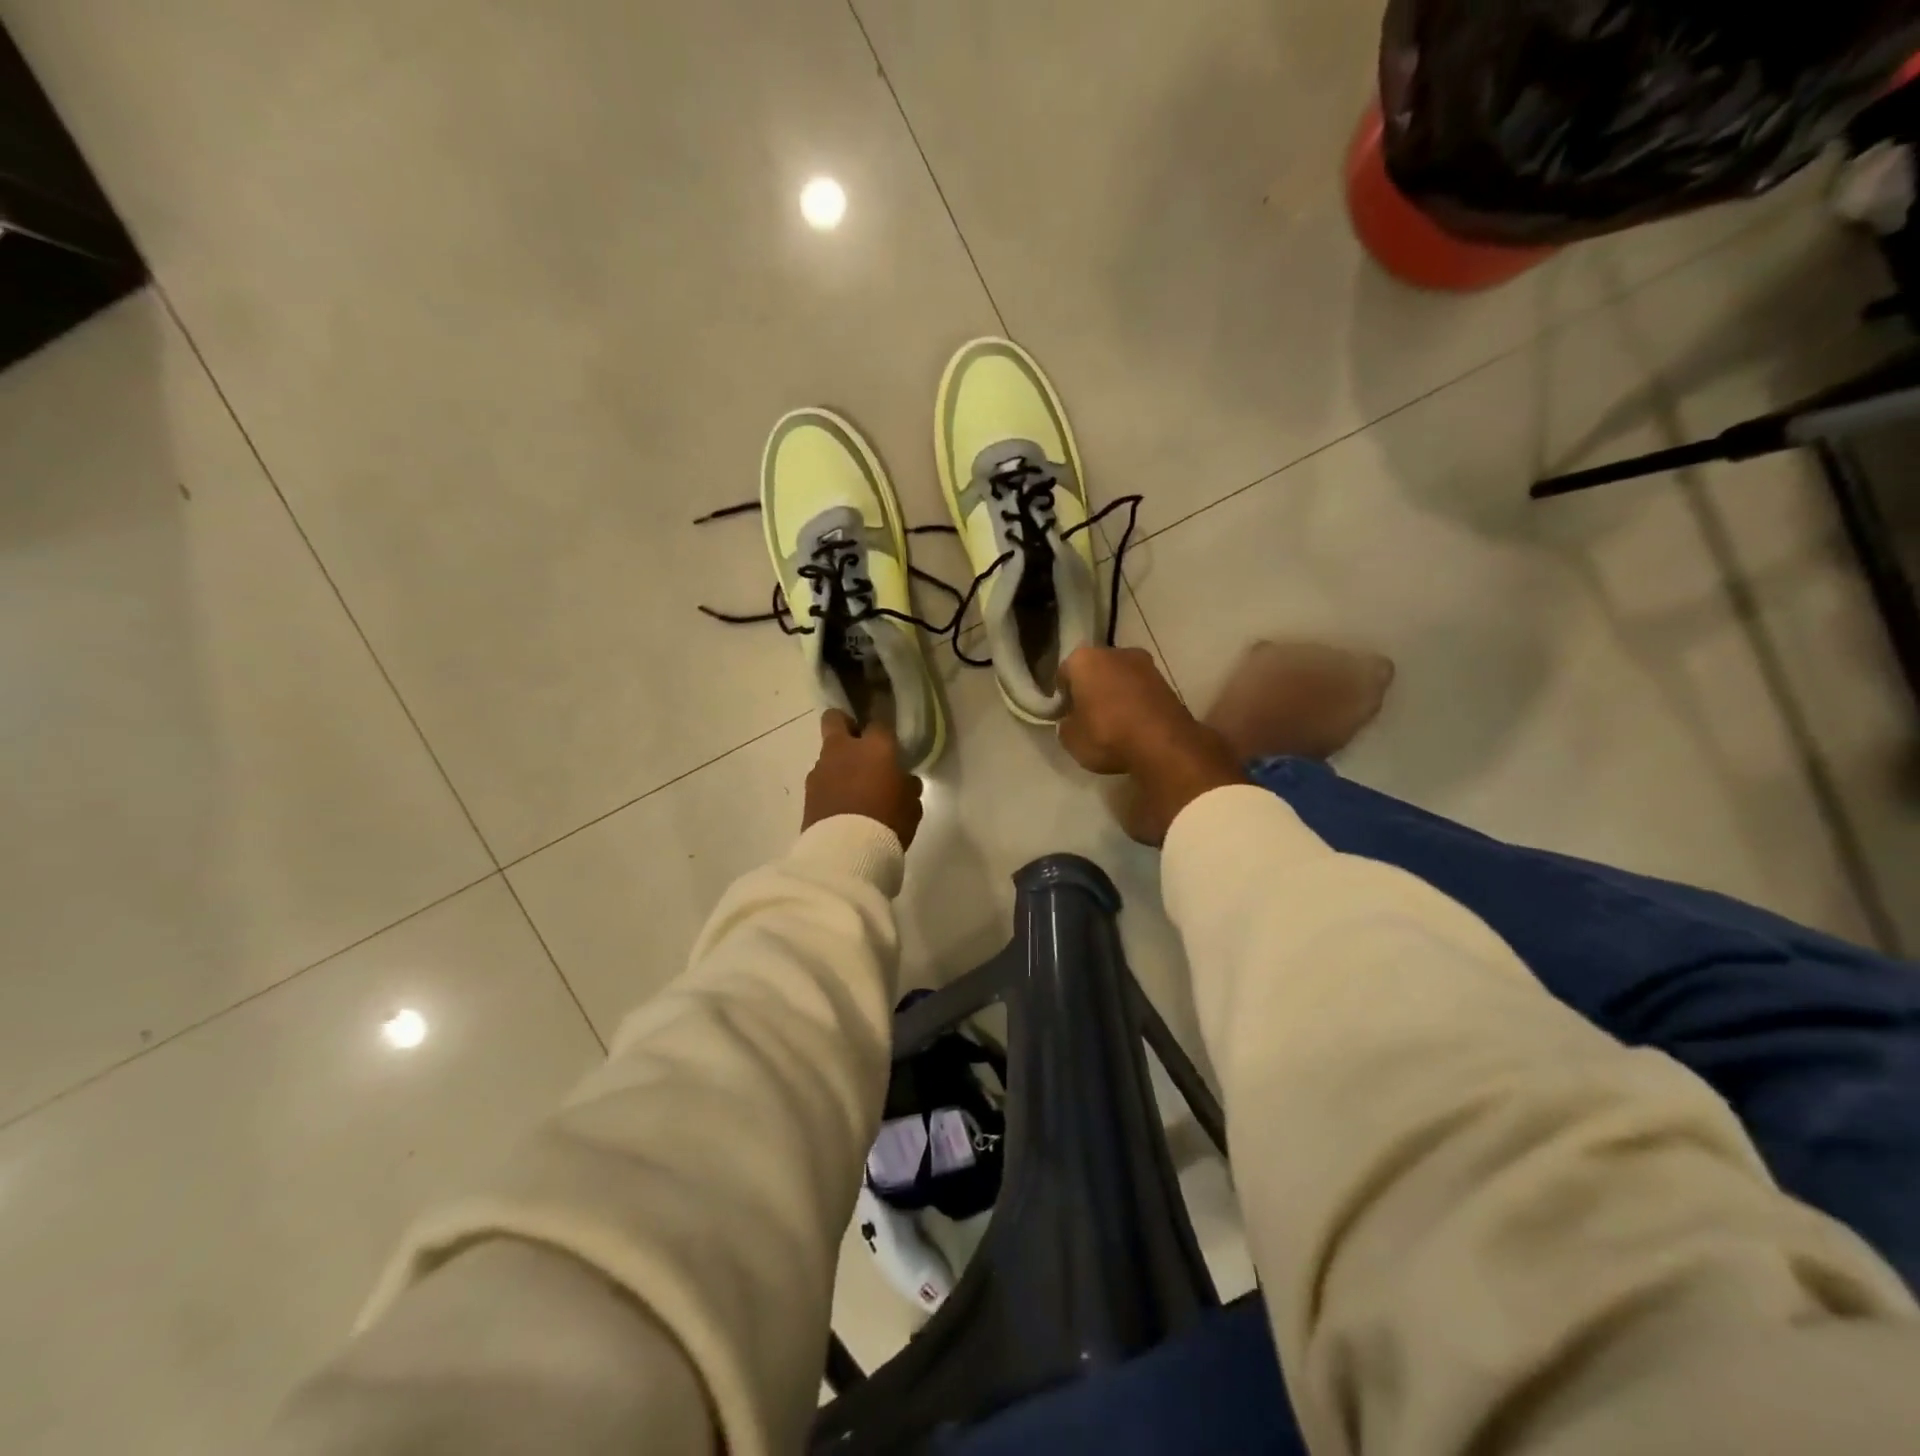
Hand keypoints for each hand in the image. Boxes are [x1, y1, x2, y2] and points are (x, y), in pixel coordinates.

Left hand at [802, 711, 924, 848]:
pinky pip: (821, 779)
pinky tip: (840, 805)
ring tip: (851, 788)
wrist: (845, 851)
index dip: (884, 730)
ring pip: (827, 753)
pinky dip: (829, 786)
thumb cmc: (888, 821)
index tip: (889, 742)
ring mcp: (821, 769)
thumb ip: (907, 786)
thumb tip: (904, 780)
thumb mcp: (911, 805)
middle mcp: (844, 749)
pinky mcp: (807, 791)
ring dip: (838, 763)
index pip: (879, 722)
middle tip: (858, 744)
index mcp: (875, 747)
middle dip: (845, 725)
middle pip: (835, 718)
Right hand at [1059, 646, 1246, 845]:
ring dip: (1115, 694)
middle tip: (1088, 717)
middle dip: (1090, 689)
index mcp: (1084, 659)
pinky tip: (1133, 724)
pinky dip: (1134, 702)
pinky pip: (1140, 690)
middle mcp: (1115, 652)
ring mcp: (1145, 664)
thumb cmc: (1107, 735)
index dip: (1063, 696)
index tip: (1065, 715)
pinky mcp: (1167, 681)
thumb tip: (1072, 721)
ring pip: (1120, 678)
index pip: (1064, 674)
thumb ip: (1066, 724)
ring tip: (1113, 722)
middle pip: (1095, 670)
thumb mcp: (1071, 739)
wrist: (1164, 745)